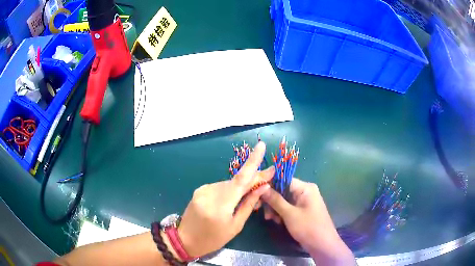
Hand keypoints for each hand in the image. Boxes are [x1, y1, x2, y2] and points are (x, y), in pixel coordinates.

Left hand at [178, 142, 274, 257]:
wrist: (185, 239)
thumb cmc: (213, 239)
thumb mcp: (235, 226)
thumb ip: (248, 205)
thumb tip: (263, 186)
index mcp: (221, 204)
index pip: (241, 179)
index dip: (252, 161)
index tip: (261, 146)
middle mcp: (211, 192)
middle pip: (237, 181)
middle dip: (253, 178)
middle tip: (268, 177)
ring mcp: (203, 189)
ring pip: (229, 183)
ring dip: (241, 186)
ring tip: (251, 193)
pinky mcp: (200, 189)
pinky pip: (220, 186)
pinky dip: (230, 190)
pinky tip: (234, 197)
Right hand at [261, 178, 354, 264]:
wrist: (322, 244)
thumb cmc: (308, 227)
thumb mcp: (289, 214)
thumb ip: (275, 200)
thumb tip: (262, 187)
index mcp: (305, 187)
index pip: (283, 180)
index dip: (269, 186)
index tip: (256, 194)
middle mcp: (305, 191)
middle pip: (282, 190)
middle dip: (272, 201)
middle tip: (264, 213)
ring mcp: (304, 201)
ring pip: (284, 200)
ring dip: (275, 209)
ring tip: (271, 219)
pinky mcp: (302, 210)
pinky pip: (288, 207)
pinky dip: (281, 213)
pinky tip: (277, 221)